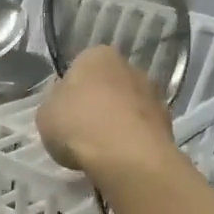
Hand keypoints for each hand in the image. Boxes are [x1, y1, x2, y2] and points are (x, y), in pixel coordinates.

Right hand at [37, 47, 176, 178]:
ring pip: (127, 107)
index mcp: (97, 55)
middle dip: (98, 104)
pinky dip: (132, 140)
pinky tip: (119, 158)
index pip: (80, 67)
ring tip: (101, 150)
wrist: (127, 156)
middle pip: (107, 85)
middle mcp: (130, 66)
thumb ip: (55, 102)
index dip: (70, 91)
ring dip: (117, 122)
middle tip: (82, 131)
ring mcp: (153, 94)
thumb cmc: (78, 125)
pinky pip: (141, 129)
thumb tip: (66, 103)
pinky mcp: (168, 122)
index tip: (64, 114)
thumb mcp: (45, 113)